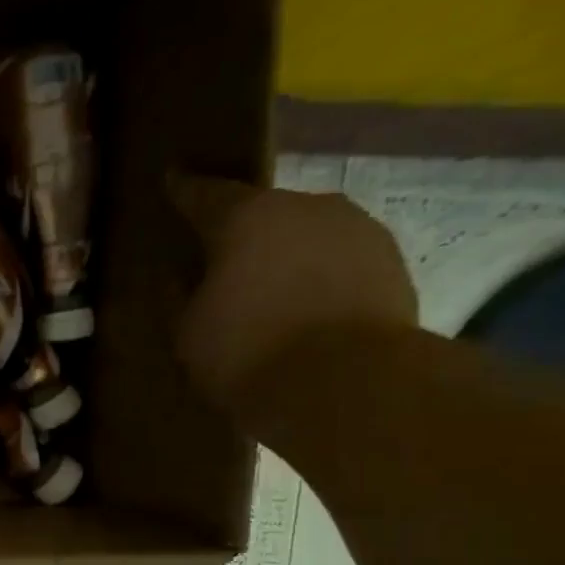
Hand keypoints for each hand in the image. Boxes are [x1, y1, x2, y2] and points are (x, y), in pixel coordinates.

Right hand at [169, 175, 417, 410]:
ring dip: (286, 256)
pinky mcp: (392, 261)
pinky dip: (319, 278)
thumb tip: (183, 275)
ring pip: (306, 235)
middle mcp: (305, 206)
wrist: (348, 385)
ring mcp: (357, 229)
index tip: (173, 178)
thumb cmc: (247, 353)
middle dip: (241, 234)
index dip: (184, 189)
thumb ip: (181, 296)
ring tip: (270, 292)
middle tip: (223, 263)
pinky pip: (338, 262)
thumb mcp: (188, 332)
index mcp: (245, 217)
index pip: (204, 193)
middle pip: (262, 213)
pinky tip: (307, 310)